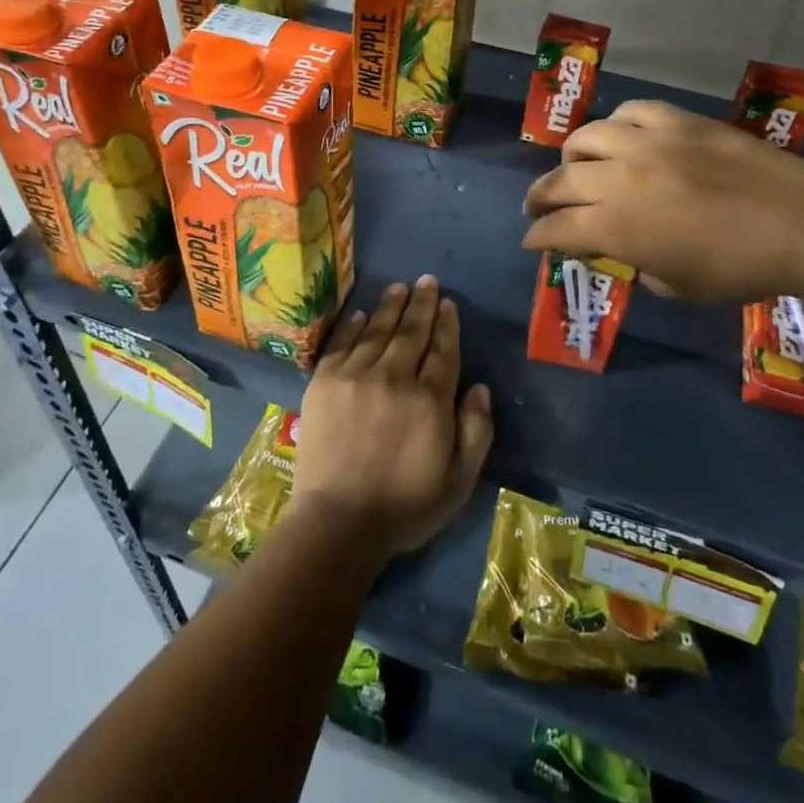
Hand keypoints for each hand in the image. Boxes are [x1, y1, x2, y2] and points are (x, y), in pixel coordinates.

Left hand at [292, 277, 494, 558]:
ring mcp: (355, 376)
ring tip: (400, 287)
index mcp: (429, 400)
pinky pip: (342, 343)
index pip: (442, 350)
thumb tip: (479, 387)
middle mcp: (394, 377)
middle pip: (411, 331)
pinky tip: (361, 313)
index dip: (446, 324)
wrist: (338, 521)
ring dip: (391, 306)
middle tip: (427, 281)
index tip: (448, 303)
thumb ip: (476, 431)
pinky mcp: (324, 382)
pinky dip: (353, 325)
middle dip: (422, 304)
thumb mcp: (459, 481)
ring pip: (377, 330)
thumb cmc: (405, 506)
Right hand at [522, 99, 803, 299]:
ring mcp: (646, 143)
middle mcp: (618, 180)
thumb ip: (639, 268)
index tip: (532, 240)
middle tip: (537, 206)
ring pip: (585, 137)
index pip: (556, 229)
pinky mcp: (676, 121)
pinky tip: (622, 136)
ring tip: (576, 165)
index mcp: (616, 227)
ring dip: (572, 156)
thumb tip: (624, 252)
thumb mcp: (679, 287)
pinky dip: (617, 126)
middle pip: (559, 181)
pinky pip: (630, 113)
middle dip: (539, 197)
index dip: (538, 237)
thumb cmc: (740, 268)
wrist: (800, 222)